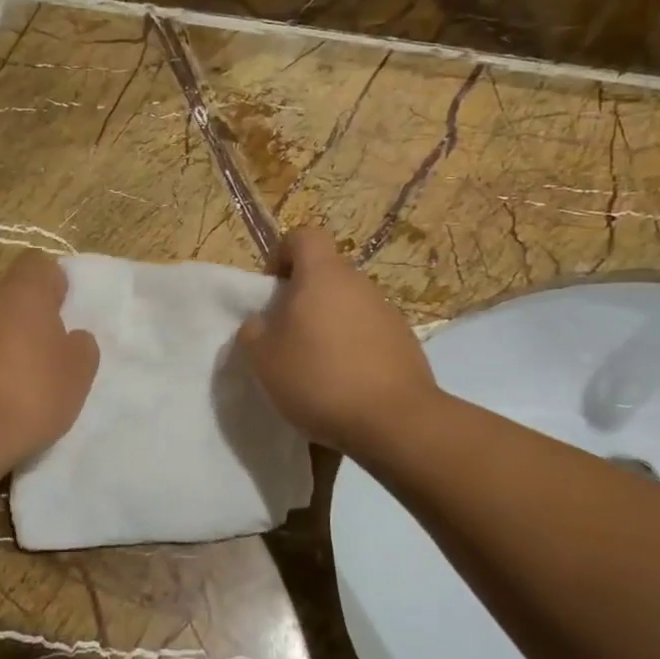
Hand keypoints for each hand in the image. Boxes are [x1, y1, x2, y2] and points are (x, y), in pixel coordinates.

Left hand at [0, 251, 99, 478]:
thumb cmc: (29, 395)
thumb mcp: (78, 374)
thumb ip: (82, 347)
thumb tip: (73, 337)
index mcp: (22, 293)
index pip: (38, 264)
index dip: (53, 283)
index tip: (63, 311)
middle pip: (7, 289)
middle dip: (23, 309)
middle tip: (42, 343)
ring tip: (14, 373)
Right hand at [237, 228, 437, 456]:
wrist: (394, 421)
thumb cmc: (318, 378)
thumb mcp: (262, 358)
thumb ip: (253, 331)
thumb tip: (261, 323)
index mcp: (323, 275)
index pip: (303, 237)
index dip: (282, 255)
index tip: (273, 291)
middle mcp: (360, 284)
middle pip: (326, 275)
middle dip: (303, 299)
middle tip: (287, 338)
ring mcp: (388, 312)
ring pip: (348, 306)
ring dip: (329, 326)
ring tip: (316, 368)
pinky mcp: (406, 343)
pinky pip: (369, 334)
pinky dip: (354, 350)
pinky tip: (345, 386)